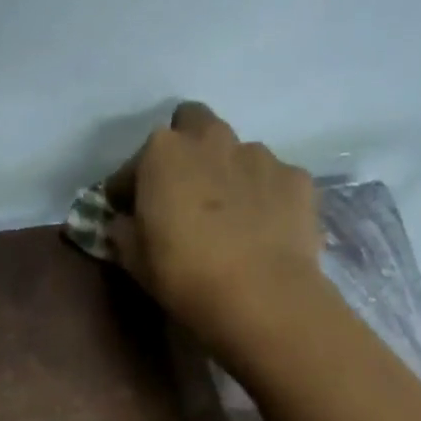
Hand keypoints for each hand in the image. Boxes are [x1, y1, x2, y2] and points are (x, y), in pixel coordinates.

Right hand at [104, 102, 328, 375]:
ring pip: (236, 152)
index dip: (128, 188)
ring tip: (227, 218)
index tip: (127, 212)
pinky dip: (263, 197)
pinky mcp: (296, 178)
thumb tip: (123, 224)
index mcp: (163, 153)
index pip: (133, 164)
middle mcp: (212, 139)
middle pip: (192, 125)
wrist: (260, 295)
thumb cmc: (184, 276)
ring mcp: (260, 154)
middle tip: (181, 193)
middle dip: (184, 150)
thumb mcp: (135, 262)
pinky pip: (272, 180)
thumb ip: (123, 233)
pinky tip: (260, 230)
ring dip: (225, 174)